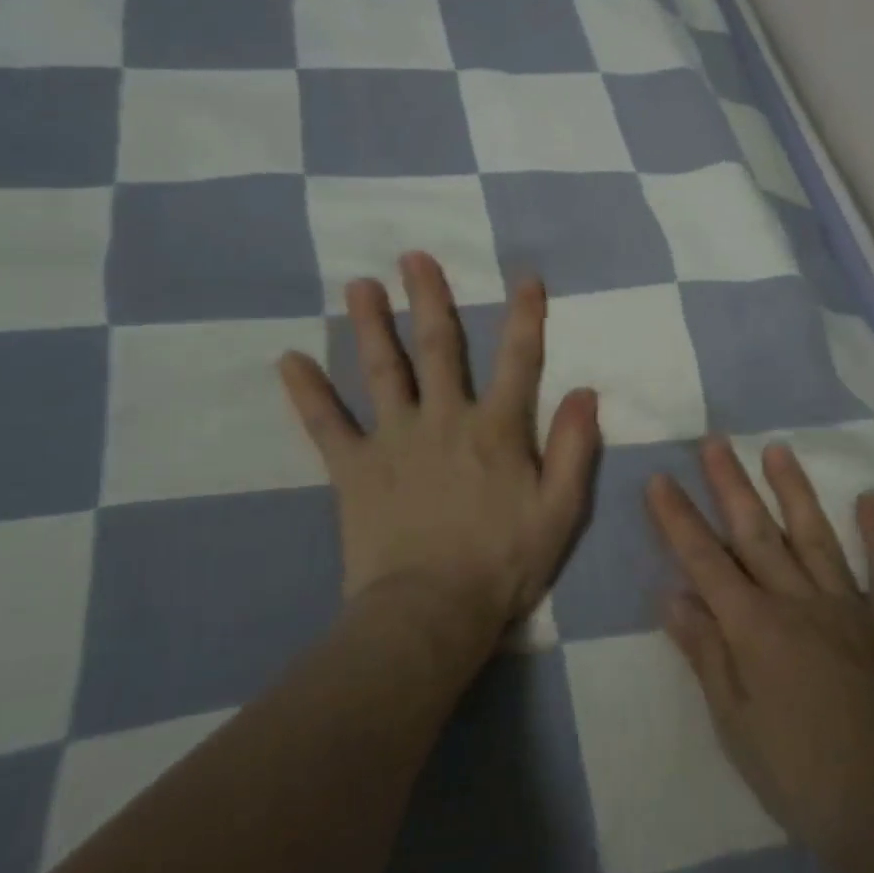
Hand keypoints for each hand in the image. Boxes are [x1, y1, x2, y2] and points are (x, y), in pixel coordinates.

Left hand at [280, 251, 600, 646]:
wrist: (429, 615)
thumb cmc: (502, 564)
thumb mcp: (560, 512)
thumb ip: (573, 449)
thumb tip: (585, 391)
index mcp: (496, 428)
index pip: (517, 359)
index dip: (525, 316)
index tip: (525, 277)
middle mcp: (444, 419)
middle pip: (437, 347)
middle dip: (429, 299)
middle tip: (413, 257)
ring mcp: (394, 440)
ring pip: (382, 370)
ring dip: (371, 325)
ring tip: (359, 285)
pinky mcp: (354, 469)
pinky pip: (326, 425)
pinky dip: (307, 393)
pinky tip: (288, 361)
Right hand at [648, 437, 873, 872]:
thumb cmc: (805, 778)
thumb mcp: (737, 727)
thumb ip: (706, 655)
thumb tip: (672, 596)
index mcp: (755, 628)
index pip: (704, 561)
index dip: (678, 519)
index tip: (658, 479)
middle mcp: (798, 601)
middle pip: (756, 533)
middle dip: (730, 485)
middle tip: (714, 441)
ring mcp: (851, 606)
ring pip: (816, 536)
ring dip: (794, 491)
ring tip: (777, 450)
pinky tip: (870, 499)